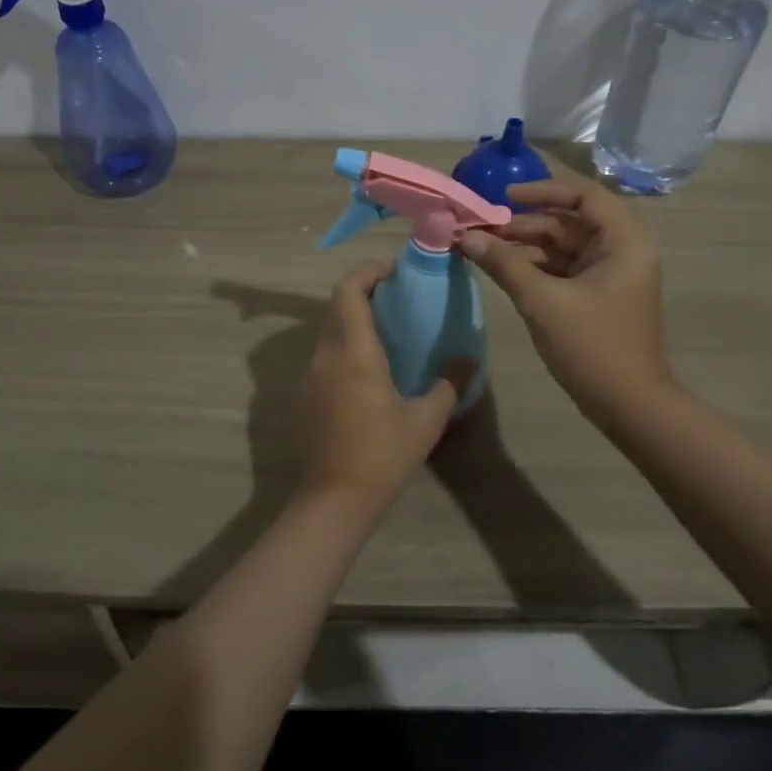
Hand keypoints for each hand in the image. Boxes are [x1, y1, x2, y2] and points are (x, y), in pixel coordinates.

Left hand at [298, 259, 467, 512]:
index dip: (368, 271)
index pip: (348, 289)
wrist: (334, 500)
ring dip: (353, 321)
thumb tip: (467, 360)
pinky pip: (323, 357)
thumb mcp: (426, 420)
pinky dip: (344, 347)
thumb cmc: (383, 454)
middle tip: (397, 298)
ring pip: (328, 331)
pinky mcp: (303, 396)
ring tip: (387, 333)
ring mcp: (309, 375)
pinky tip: (367, 372)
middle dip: (364, 292)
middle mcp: (325, 355)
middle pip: (337, 306)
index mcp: (353, 351)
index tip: (394, 270)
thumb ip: (448, 383)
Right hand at [459, 169, 674, 422]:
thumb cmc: (593, 347)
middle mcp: (621, 250)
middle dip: (524, 223)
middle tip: (481, 228)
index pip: (583, 195)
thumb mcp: (543, 302)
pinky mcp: (597, 296)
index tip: (503, 197)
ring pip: (562, 246)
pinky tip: (501, 269)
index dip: (542, 190)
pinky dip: (533, 267)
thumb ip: (504, 264)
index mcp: (623, 241)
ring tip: (482, 247)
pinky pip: (562, 269)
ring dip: (524, 245)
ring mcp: (609, 274)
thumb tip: (465, 237)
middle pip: (568, 221)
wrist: (629, 406)